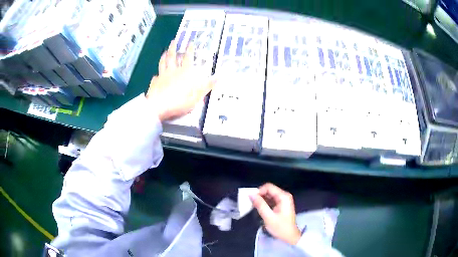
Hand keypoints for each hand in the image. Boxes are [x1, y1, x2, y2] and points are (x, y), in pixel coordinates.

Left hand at [146, 40, 214, 121]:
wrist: (160, 107)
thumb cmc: (180, 101)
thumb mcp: (198, 95)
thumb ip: (207, 86)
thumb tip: (218, 77)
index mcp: (185, 72)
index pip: (188, 57)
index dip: (189, 49)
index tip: (190, 42)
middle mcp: (173, 71)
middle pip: (172, 57)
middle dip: (173, 48)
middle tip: (173, 41)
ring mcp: (162, 76)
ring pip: (162, 63)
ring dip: (164, 56)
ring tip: (164, 52)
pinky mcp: (154, 84)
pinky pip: (155, 77)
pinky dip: (156, 74)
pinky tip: (156, 75)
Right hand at [250, 183, 300, 244]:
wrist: (290, 236)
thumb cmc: (280, 227)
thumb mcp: (268, 217)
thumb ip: (260, 205)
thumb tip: (251, 194)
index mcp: (283, 197)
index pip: (268, 187)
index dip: (259, 191)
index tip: (251, 199)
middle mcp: (284, 196)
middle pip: (268, 190)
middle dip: (259, 196)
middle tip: (251, 204)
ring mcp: (283, 200)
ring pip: (269, 195)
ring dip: (261, 200)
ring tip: (254, 207)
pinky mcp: (281, 205)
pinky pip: (271, 200)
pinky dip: (264, 203)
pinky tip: (259, 209)